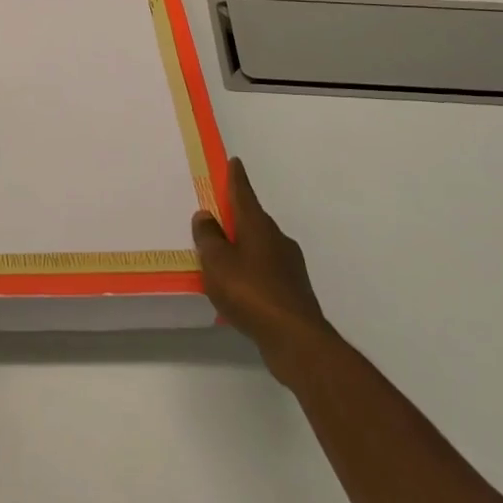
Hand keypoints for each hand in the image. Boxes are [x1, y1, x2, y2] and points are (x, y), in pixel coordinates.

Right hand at [193, 157, 327, 381]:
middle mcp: (277, 239)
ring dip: (244, 246)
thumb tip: (206, 215)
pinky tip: (240, 288)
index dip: (236, 178)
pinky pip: (266, 271)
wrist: (296, 340)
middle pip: (253, 220)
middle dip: (237, 216)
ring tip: (223, 256)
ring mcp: (289, 266)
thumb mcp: (217, 262)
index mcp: (258, 226)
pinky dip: (252, 272)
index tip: (235, 162)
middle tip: (217, 215)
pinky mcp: (293, 292)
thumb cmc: (251, 292)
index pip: (244, 193)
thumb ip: (209, 237)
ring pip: (261, 247)